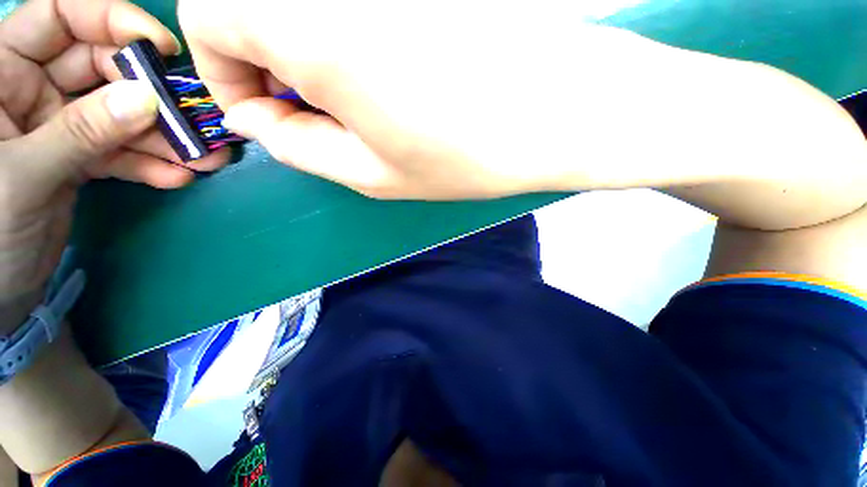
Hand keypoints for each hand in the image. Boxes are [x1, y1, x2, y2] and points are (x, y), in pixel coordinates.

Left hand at [0, 0, 228, 332]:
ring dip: (163, 137)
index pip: (58, 17)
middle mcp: (32, 89)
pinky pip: (121, 151)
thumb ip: (80, 132)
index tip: (159, 48)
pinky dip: (149, 164)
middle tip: (192, 119)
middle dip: (148, 92)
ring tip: (203, 159)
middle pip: (100, 67)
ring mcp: (59, 125)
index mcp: (2, 75)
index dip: (108, 20)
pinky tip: (176, 178)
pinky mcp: (80, 157)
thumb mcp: (24, 175)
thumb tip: (146, 101)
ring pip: (119, 113)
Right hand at [180, 0, 589, 199]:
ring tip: (355, 93)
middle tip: (315, 107)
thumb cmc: (467, 154)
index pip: (206, 15)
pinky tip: (388, 62)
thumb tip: (255, 122)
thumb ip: (300, 147)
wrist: (558, 111)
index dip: (225, 71)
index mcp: (307, 18)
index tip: (268, 114)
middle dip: (262, 58)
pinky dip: (344, 28)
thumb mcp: (375, 174)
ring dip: (305, 44)